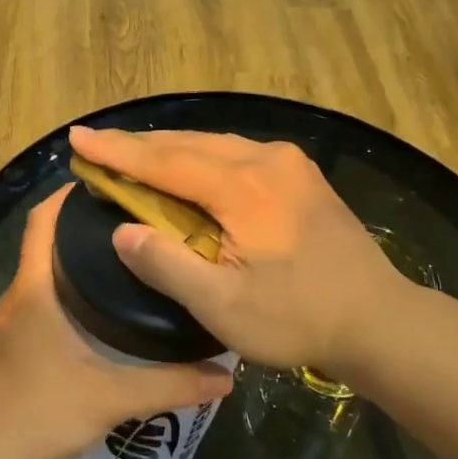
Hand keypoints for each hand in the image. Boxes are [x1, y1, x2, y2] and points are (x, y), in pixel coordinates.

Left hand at [0, 185, 235, 458]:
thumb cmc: (39, 415)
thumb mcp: (112, 398)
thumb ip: (171, 384)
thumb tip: (227, 374)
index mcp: (35, 289)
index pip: (43, 220)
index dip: (68, 194)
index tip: (111, 182)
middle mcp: (19, 295)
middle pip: (47, 242)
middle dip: (86, 226)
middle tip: (139, 222)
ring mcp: (12, 322)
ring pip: (45, 273)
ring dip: (78, 260)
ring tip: (131, 259)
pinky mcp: (13, 346)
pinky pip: (43, 300)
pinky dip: (69, 291)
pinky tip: (103, 310)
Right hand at [68, 126, 402, 376]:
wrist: (380, 320)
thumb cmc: (298, 319)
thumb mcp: (223, 306)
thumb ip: (168, 264)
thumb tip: (122, 231)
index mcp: (243, 187)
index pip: (165, 161)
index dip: (117, 152)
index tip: (77, 138)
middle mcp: (266, 161)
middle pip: (188, 143)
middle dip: (138, 145)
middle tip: (95, 144)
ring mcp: (289, 165)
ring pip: (214, 144)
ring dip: (170, 150)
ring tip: (131, 154)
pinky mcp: (301, 178)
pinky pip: (237, 154)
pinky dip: (201, 157)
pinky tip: (189, 167)